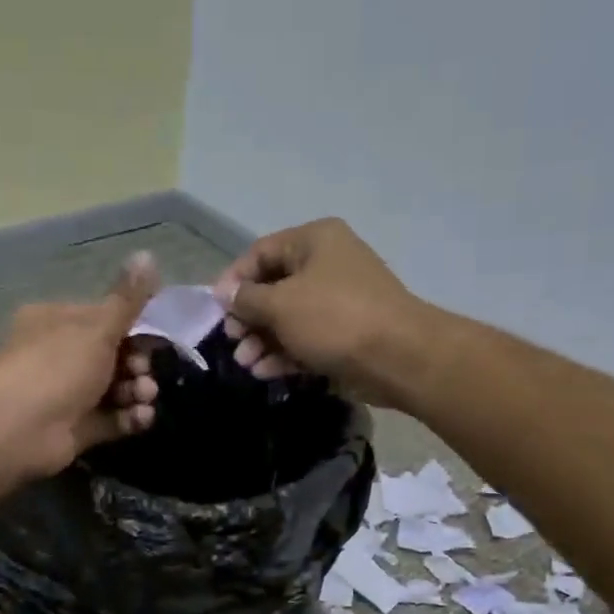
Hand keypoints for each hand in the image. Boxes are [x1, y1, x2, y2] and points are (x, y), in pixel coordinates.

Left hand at [0, 252, 160, 478]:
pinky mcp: (77, 428)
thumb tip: (148, 254)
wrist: (18, 428)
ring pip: (116, 389)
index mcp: (57, 321)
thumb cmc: (57, 366)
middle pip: (113, 356)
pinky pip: (112, 419)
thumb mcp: (98, 327)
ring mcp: (68, 394)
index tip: (152, 339)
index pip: (103, 319)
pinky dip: (130, 417)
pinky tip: (141, 417)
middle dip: (137, 365)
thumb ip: (128, 299)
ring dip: (137, 392)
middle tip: (143, 374)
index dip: (132, 329)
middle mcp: (60, 355)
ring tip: (144, 398)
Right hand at [213, 217, 429, 405]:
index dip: (234, 280)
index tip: (216, 310)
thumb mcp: (281, 305)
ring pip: (288, 318)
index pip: (261, 252)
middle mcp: (327, 264)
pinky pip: (306, 339)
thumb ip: (247, 299)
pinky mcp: (345, 335)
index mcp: (314, 241)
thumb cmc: (334, 318)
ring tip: (246, 364)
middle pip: (273, 288)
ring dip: (263, 341)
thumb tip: (225, 294)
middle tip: (232, 341)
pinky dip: (285, 354)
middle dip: (248, 318)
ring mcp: (338, 301)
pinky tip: (266, 373)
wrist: (397, 357)